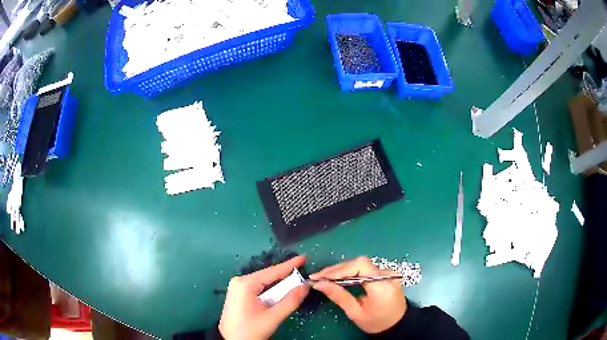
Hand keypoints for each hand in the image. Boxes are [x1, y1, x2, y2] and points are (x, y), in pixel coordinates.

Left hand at [219, 255, 309, 339]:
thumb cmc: (250, 330)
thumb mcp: (272, 317)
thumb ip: (290, 301)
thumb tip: (305, 286)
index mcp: (246, 284)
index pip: (272, 271)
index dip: (290, 265)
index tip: (304, 257)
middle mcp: (240, 281)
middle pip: (268, 275)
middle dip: (286, 275)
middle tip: (303, 271)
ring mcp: (238, 287)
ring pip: (264, 282)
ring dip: (279, 284)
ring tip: (296, 280)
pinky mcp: (239, 294)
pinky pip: (259, 287)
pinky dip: (271, 289)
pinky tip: (281, 290)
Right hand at [310, 256, 406, 333]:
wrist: (397, 324)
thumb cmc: (376, 322)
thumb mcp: (356, 313)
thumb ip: (339, 296)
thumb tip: (319, 283)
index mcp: (382, 285)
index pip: (360, 266)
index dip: (339, 269)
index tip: (320, 276)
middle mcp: (387, 274)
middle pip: (359, 263)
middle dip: (337, 269)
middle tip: (318, 277)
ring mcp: (388, 272)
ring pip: (361, 264)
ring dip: (342, 270)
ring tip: (325, 277)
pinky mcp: (386, 273)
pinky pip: (366, 268)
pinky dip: (351, 272)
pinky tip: (339, 277)